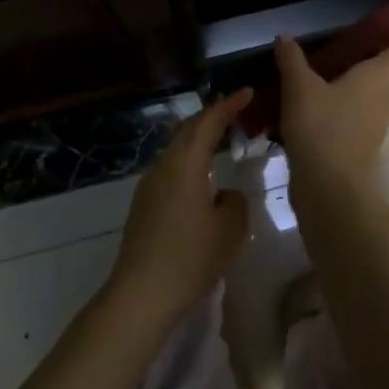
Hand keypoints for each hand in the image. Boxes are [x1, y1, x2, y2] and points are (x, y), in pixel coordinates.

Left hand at [107, 88, 251, 324]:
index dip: (228, 105)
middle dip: (212, 117)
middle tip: (236, 111)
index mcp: (185, 164)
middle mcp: (163, 167)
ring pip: (177, 151)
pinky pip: (171, 170)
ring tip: (222, 141)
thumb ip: (235, 202)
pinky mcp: (143, 206)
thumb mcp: (229, 229)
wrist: (140, 296)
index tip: (247, 92)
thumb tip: (225, 194)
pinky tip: (202, 178)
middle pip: (188, 131)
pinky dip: (190, 162)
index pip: (208, 122)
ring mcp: (149, 187)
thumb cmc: (190, 258)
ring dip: (199, 140)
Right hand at [273, 36, 388, 204]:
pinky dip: (341, 111)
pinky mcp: (362, 146)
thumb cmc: (321, 125)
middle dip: (366, 62)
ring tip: (324, 77)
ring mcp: (375, 125)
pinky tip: (316, 110)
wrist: (329, 187)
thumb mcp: (300, 87)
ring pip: (367, 98)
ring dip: (351, 89)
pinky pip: (354, 118)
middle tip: (342, 48)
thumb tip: (285, 36)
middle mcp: (383, 98)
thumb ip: (292, 59)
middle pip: (382, 75)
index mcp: (377, 77)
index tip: (383, 28)